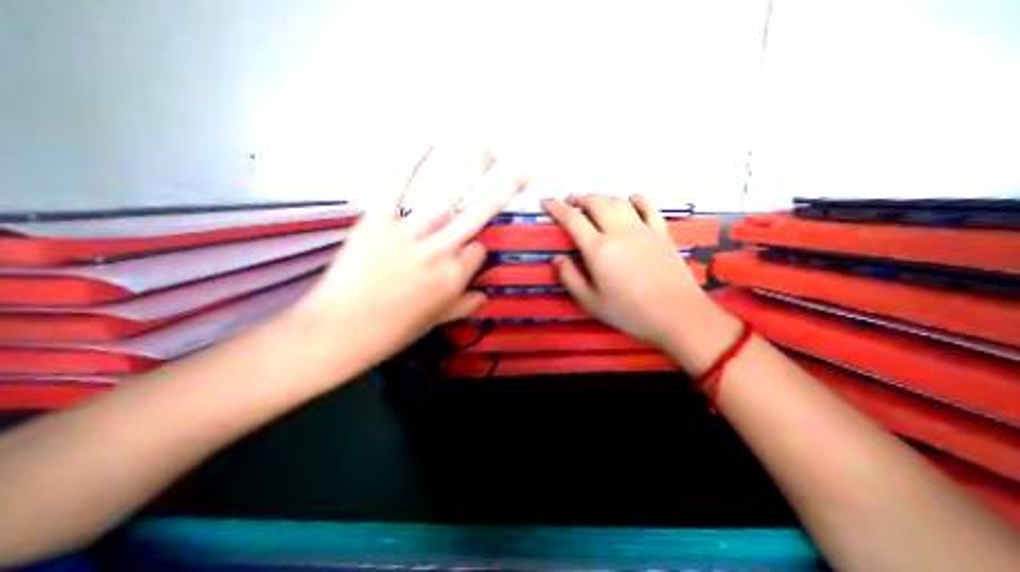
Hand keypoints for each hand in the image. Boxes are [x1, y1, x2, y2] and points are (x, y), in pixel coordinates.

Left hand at [293, 147, 524, 365]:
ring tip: (488, 151)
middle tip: (522, 174)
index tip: (467, 253)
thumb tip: (485, 297)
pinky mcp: (377, 221)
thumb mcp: (437, 321)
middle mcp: (439, 252)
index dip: (476, 251)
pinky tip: (427, 142)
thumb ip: (464, 306)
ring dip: (471, 170)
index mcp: (455, 277)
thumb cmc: (393, 330)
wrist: (340, 330)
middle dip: (503, 192)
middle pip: (478, 216)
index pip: (480, 251)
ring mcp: (409, 234)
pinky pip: (397, 187)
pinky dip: (411, 162)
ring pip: (448, 198)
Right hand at [546, 197, 737, 374]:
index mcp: (598, 249)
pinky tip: (631, 200)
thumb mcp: (591, 302)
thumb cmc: (630, 312)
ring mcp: (643, 230)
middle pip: (596, 203)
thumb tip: (557, 258)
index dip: (556, 207)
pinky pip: (649, 207)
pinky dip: (637, 199)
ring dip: (602, 197)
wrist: (678, 316)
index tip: (546, 201)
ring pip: (619, 202)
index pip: (572, 219)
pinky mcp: (662, 233)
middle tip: (570, 202)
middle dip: (579, 198)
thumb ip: (570, 278)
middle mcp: (619, 232)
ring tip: (593, 202)